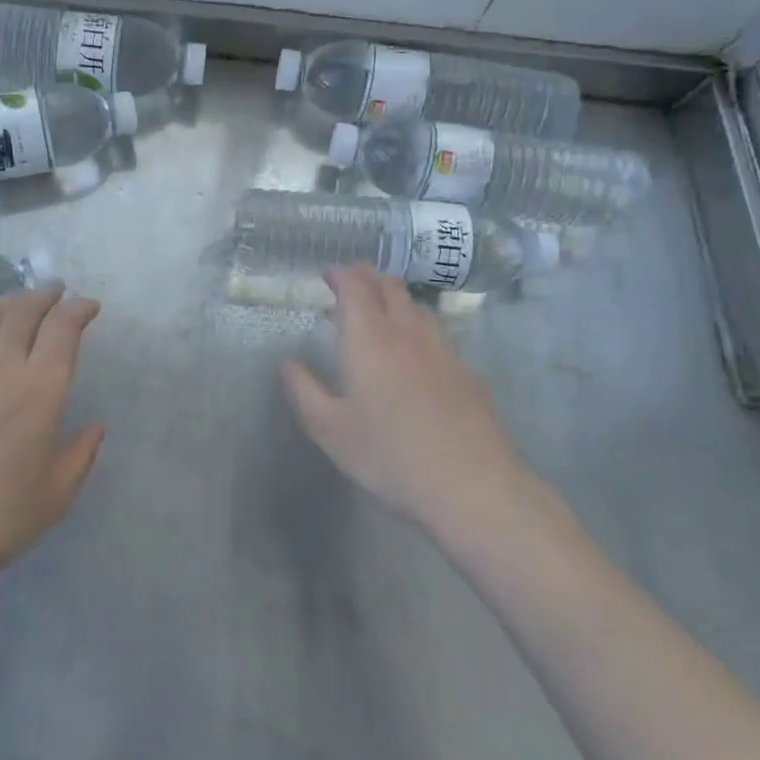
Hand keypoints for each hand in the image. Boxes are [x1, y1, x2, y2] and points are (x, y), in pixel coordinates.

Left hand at [0, 285, 104, 598]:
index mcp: (41, 391)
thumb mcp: (55, 495)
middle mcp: (0, 368)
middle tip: (55, 292)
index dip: (78, 309)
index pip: (63, 329)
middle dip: (45, 296)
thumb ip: (81, 454)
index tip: (87, 307)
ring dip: (9, 301)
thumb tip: (96, 426)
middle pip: (24, 312)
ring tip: (19, 301)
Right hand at [281, 267, 530, 538]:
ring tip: (380, 317)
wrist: (471, 485)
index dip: (341, 274)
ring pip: (417, 307)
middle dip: (368, 278)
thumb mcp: (331, 431)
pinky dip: (418, 330)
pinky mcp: (467, 372)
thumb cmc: (390, 456)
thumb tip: (288, 365)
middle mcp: (407, 333)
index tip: (328, 275)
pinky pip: (437, 335)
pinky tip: (415, 358)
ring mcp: (442, 350)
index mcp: (369, 339)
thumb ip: (304, 392)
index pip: (356, 286)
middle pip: (390, 287)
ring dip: (395, 301)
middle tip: (350, 288)